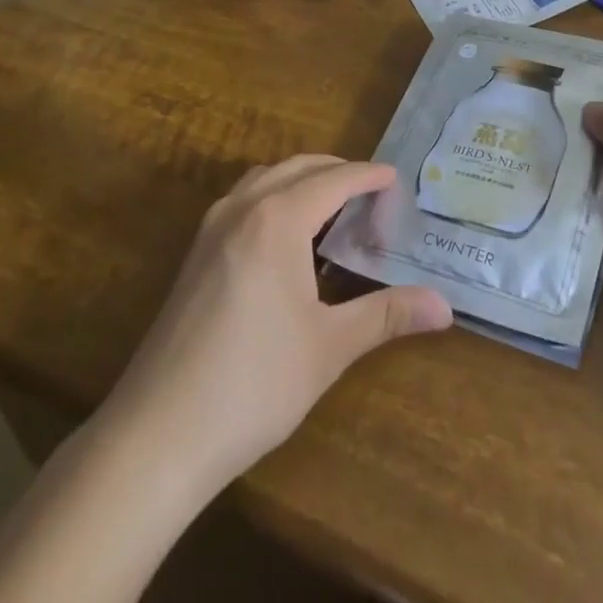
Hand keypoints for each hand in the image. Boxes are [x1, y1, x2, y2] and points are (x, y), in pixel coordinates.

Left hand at [105, 156, 451, 492]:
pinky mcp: (194, 254)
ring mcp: (211, 228)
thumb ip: (387, 315)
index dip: (368, 176)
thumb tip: (445, 307)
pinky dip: (273, 197)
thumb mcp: (330, 347)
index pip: (334, 179)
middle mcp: (243, 208)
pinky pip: (242, 200)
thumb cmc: (254, 383)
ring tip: (330, 206)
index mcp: (278, 218)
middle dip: (337, 171)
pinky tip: (283, 237)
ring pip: (265, 179)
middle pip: (298, 167)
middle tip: (370, 191)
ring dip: (301, 179)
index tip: (395, 177)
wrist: (157, 434)